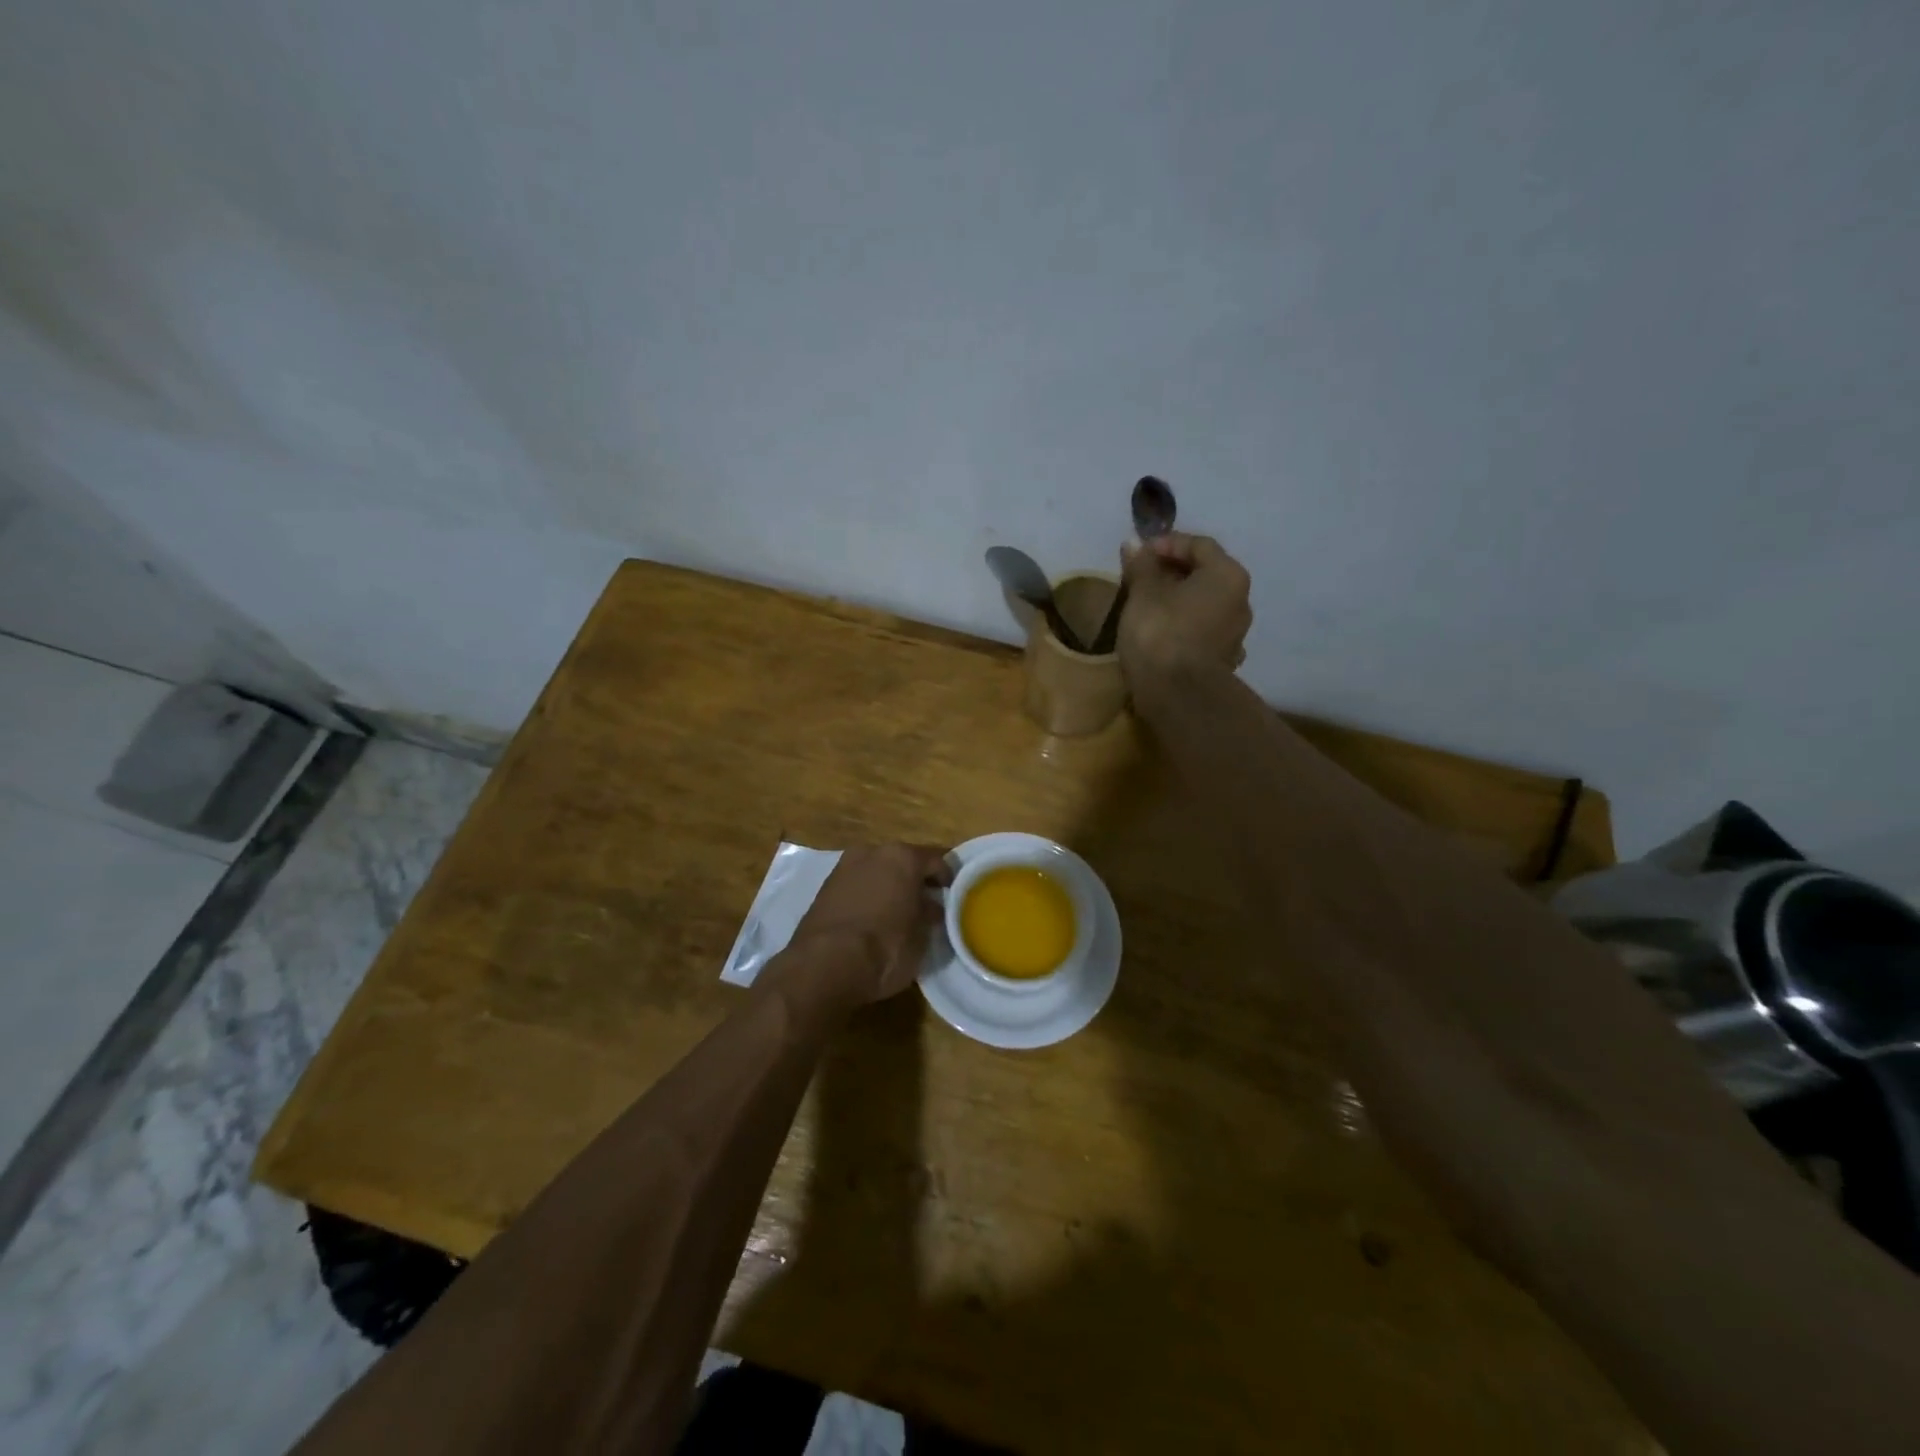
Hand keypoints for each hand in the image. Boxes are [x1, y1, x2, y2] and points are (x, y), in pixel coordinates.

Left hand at [780, 843, 952, 1007]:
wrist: (823, 966)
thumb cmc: (884, 948)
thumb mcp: (921, 938)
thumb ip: (929, 916)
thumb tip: (931, 908)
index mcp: (903, 857)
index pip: (937, 860)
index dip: (948, 879)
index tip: (954, 896)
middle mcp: (872, 852)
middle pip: (903, 862)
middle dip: (915, 880)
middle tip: (926, 905)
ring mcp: (844, 867)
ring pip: (877, 872)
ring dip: (889, 887)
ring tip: (898, 914)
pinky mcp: (824, 888)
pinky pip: (856, 886)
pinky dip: (867, 896)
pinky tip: (872, 920)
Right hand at [1118, 532, 1252, 682]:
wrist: (1178, 695)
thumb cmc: (1160, 633)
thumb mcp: (1143, 593)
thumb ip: (1141, 566)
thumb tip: (1135, 544)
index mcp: (1227, 575)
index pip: (1199, 545)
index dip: (1167, 544)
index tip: (1138, 554)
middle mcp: (1241, 601)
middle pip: (1205, 575)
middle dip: (1172, 573)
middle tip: (1139, 579)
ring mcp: (1236, 635)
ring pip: (1204, 606)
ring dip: (1178, 601)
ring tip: (1146, 607)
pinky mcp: (1224, 661)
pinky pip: (1202, 632)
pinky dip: (1183, 626)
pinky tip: (1162, 634)